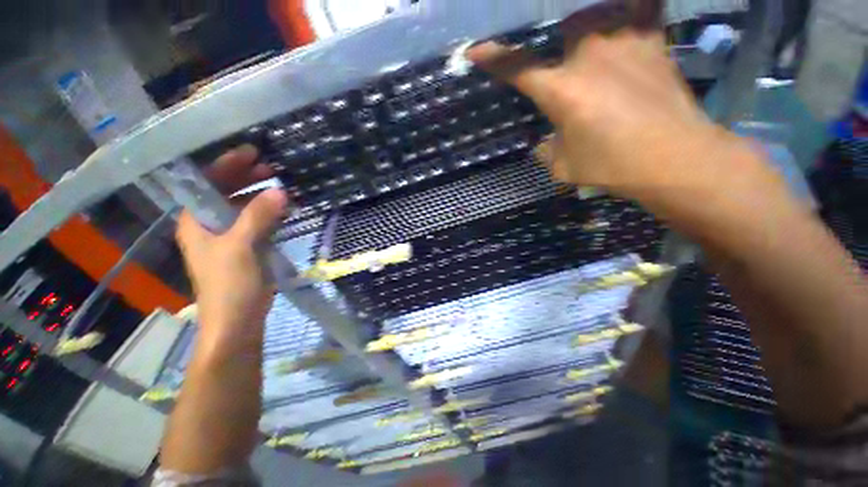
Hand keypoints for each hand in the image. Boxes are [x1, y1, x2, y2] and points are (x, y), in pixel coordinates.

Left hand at [176, 146, 287, 345]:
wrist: (237, 320)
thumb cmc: (230, 284)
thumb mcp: (241, 247)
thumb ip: (258, 217)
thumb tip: (280, 191)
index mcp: (196, 221)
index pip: (207, 183)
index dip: (228, 165)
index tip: (252, 152)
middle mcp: (208, 225)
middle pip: (225, 192)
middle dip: (246, 178)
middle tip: (271, 168)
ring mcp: (228, 237)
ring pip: (243, 207)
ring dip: (259, 195)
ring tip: (281, 186)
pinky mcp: (246, 248)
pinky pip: (256, 222)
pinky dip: (269, 212)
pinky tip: (283, 209)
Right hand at [469, 26, 752, 201]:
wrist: (675, 159)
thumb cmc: (612, 166)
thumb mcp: (564, 167)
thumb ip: (547, 151)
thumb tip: (541, 144)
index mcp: (561, 90)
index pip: (516, 68)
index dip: (493, 59)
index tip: (475, 51)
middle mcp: (588, 55)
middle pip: (562, 32)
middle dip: (560, 51)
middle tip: (571, 74)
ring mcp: (624, 41)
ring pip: (596, 17)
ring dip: (591, 32)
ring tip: (599, 58)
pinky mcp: (653, 41)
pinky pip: (642, 9)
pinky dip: (634, 11)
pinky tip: (629, 25)